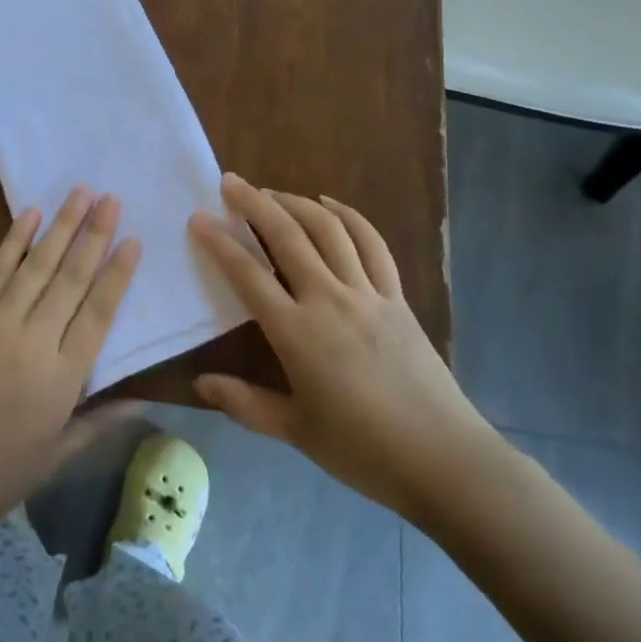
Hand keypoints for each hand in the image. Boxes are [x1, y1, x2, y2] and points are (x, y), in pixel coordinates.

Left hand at [0, 187, 140, 544]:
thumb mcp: (55, 458)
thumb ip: (100, 423)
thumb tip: (144, 401)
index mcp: (60, 380)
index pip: (98, 314)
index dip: (117, 274)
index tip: (133, 239)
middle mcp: (32, 343)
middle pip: (70, 279)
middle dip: (94, 235)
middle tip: (111, 198)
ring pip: (35, 266)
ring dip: (60, 227)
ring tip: (80, 193)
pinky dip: (12, 241)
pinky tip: (29, 215)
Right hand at [189, 173, 500, 521]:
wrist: (442, 459)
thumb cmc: (362, 450)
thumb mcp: (295, 432)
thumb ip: (245, 404)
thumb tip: (199, 383)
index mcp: (297, 333)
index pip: (247, 275)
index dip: (219, 243)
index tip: (198, 218)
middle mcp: (328, 299)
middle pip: (286, 236)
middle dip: (254, 204)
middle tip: (230, 182)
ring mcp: (366, 292)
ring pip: (327, 230)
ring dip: (295, 202)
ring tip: (271, 192)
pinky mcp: (395, 295)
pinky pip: (371, 244)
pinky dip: (349, 217)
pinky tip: (330, 205)